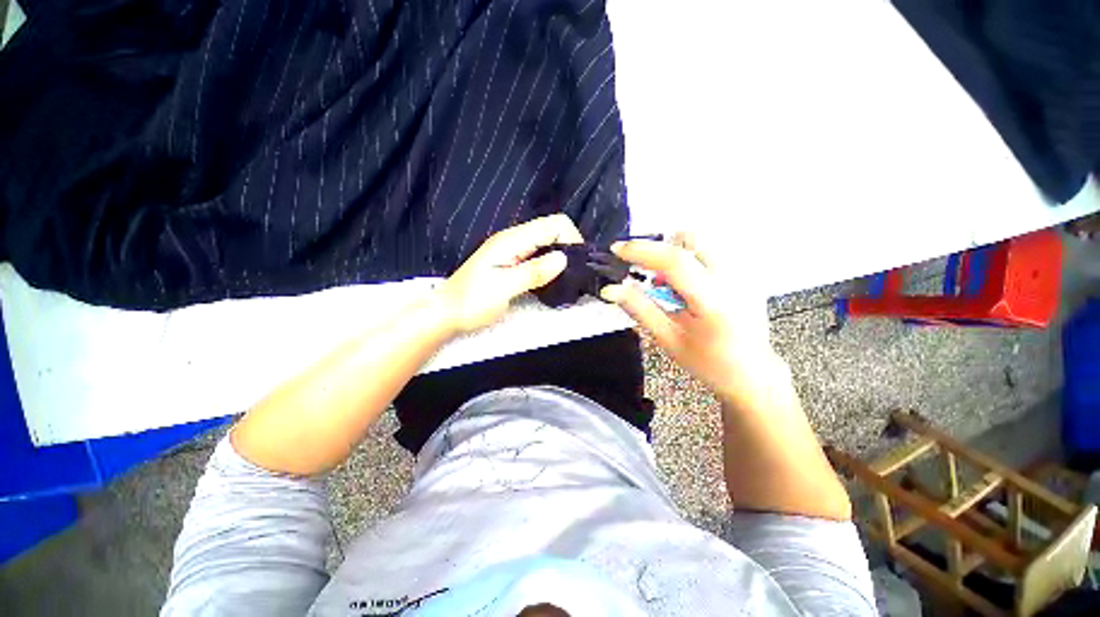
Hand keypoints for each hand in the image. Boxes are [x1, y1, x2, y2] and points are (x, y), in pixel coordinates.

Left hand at [437, 214, 582, 334]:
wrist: (447, 312)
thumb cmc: (472, 302)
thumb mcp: (504, 288)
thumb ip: (533, 272)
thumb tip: (563, 258)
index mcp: (512, 240)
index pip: (553, 224)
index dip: (571, 238)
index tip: (578, 262)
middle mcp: (514, 240)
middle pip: (551, 230)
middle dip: (568, 246)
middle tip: (575, 273)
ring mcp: (512, 251)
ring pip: (546, 243)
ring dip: (560, 256)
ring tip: (567, 277)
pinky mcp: (512, 262)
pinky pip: (538, 255)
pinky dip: (549, 264)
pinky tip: (552, 279)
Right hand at [600, 233, 777, 402]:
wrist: (754, 374)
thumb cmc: (708, 363)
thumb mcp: (668, 340)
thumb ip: (640, 309)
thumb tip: (610, 289)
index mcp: (713, 301)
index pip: (675, 261)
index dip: (642, 250)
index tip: (617, 249)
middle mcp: (734, 278)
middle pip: (691, 239)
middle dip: (662, 250)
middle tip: (650, 276)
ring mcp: (744, 273)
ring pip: (701, 242)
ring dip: (676, 256)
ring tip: (670, 287)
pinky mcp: (747, 273)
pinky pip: (712, 252)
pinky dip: (691, 262)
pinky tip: (689, 289)